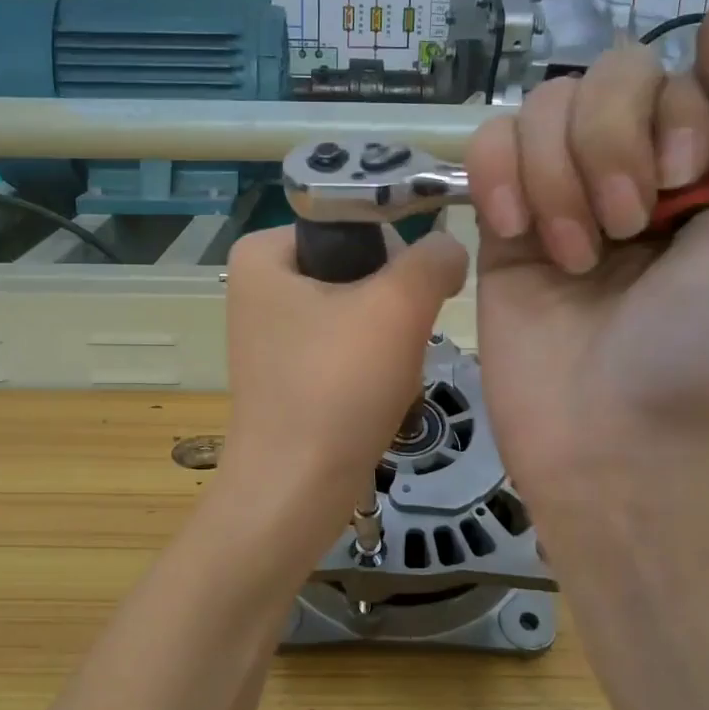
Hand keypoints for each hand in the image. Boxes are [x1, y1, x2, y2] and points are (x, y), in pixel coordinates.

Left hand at [219, 224, 468, 536]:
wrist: (297, 490)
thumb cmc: (338, 387)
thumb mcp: (397, 305)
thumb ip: (433, 258)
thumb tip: (449, 248)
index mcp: (264, 253)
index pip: (354, 219)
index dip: (397, 250)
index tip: (417, 293)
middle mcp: (259, 286)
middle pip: (359, 267)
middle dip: (394, 305)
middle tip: (400, 341)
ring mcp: (272, 334)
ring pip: (359, 312)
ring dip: (390, 340)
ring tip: (389, 375)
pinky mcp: (289, 374)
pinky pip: (346, 350)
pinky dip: (372, 368)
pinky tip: (378, 395)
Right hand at [466, 0, 708, 515]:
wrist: (620, 436)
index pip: (678, 70)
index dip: (673, 116)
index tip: (681, 192)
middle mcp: (634, 168)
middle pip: (603, 75)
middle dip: (610, 145)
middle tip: (626, 230)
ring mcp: (560, 195)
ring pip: (539, 108)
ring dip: (558, 176)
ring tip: (575, 257)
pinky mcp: (500, 227)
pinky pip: (485, 147)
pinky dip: (499, 176)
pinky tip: (516, 232)